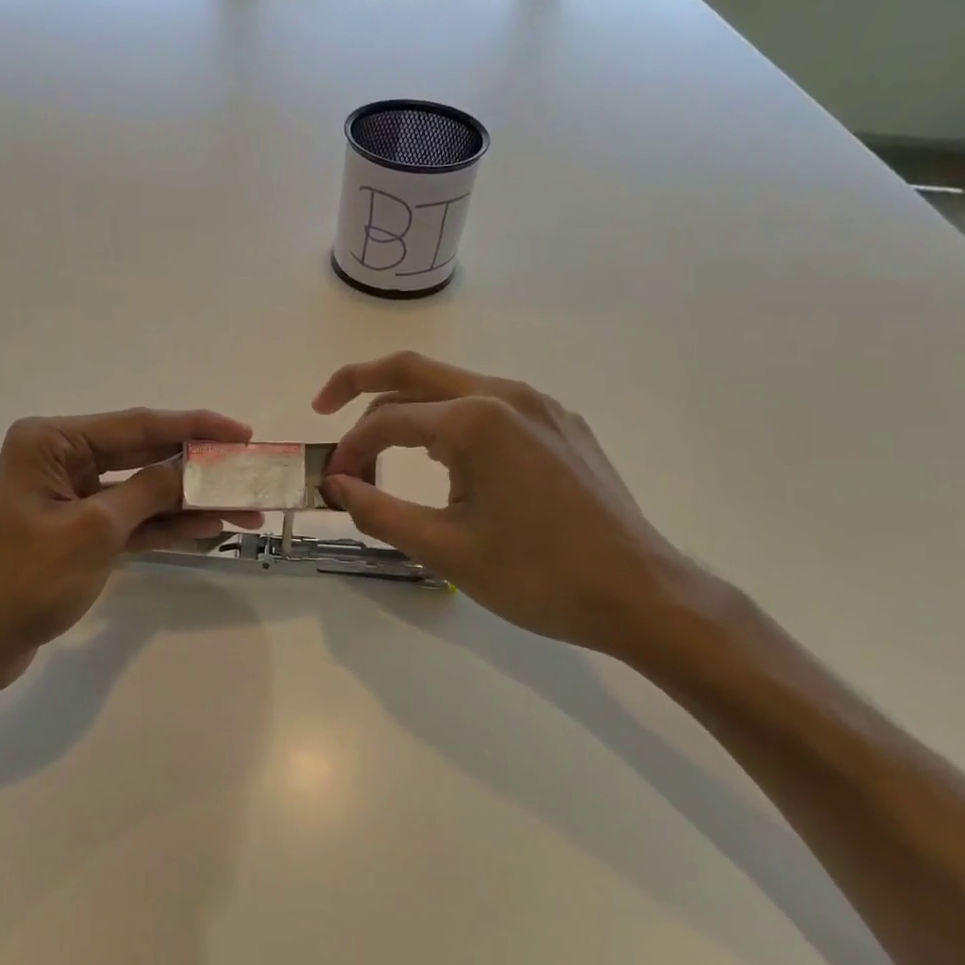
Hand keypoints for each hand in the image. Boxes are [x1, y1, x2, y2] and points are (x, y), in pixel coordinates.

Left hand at [0, 407, 255, 691]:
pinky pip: (130, 519)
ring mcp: (70, 496)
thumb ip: (150, 492)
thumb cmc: (24, 578)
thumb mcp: (95, 530)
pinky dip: (165, 525)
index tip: (242, 434)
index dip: (195, 427)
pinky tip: (209, 528)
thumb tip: (193, 469)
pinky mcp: (78, 530)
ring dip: (189, 501)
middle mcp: (61, 458)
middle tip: (249, 472)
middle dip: (197, 467)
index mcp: (53, 441)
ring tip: (245, 509)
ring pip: (142, 490)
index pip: (138, 425)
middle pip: (144, 454)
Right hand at [315, 352, 723, 664]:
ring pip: (454, 386)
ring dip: (410, 407)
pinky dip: (452, 419)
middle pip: (414, 370)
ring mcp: (540, 405)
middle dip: (360, 382)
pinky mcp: (561, 423)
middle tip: (324, 406)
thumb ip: (378, 511)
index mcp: (475, 420)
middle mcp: (506, 394)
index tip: (335, 482)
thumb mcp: (445, 550)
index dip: (351, 448)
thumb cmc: (538, 576)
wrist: (641, 594)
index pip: (388, 419)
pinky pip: (491, 405)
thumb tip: (337, 484)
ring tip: (384, 446)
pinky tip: (449, 458)